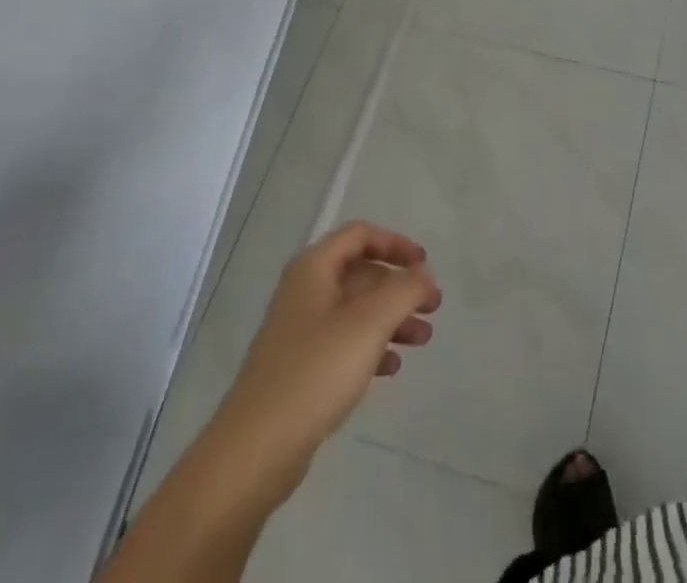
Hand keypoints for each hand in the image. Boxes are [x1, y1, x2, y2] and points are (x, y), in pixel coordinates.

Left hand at [220, 222, 440, 500]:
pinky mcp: (299, 369)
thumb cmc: (315, 372)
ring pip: (356, 311)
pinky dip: (371, 347)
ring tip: (423, 340)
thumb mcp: (370, 323)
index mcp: (314, 268)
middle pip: (361, 273)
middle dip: (399, 288)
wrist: (253, 452)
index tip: (424, 265)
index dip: (396, 244)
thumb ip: (404, 291)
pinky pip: (343, 344)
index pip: (361, 235)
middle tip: (433, 308)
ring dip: (391, 319)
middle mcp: (304, 291)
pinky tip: (392, 368)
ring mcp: (299, 332)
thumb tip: (423, 276)